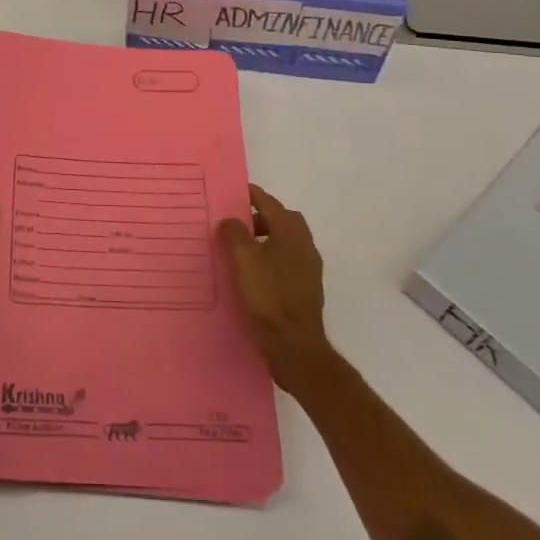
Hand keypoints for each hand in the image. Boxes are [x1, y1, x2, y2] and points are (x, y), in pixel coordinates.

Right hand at [217, 184, 335, 391]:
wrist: (294, 347)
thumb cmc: (268, 296)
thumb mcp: (243, 259)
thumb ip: (234, 233)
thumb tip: (231, 221)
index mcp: (291, 233)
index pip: (271, 203)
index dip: (252, 195)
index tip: (234, 192)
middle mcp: (305, 247)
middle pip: (283, 221)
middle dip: (261, 217)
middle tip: (237, 224)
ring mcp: (309, 271)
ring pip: (286, 243)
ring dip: (266, 240)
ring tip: (241, 251)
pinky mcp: (306, 292)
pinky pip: (287, 263)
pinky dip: (271, 260)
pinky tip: (253, 275)